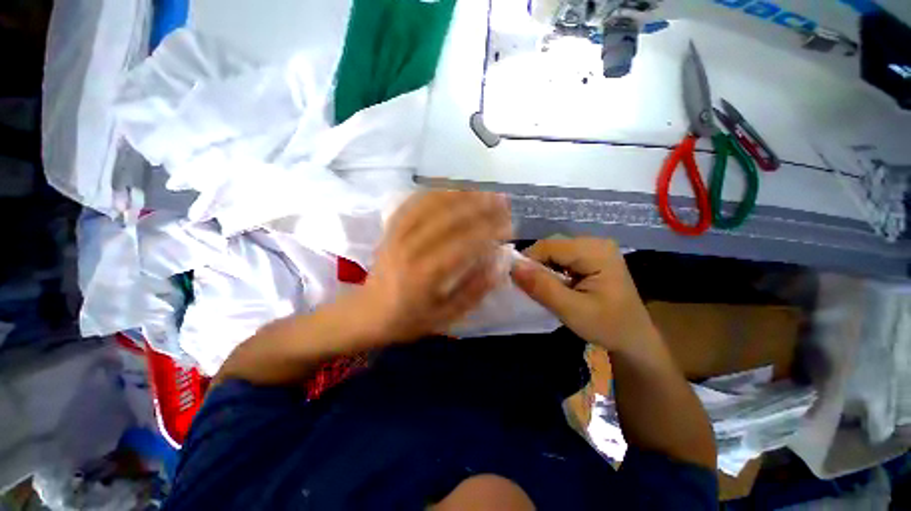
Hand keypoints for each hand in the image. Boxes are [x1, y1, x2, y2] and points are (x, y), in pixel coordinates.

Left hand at [355, 190, 512, 343]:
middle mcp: (410, 248)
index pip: (463, 245)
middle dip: (480, 207)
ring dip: (461, 195)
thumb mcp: (445, 316)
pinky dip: (435, 193)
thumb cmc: (408, 318)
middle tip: (503, 203)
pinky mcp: (391, 228)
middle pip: (448, 218)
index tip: (509, 227)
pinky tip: (452, 190)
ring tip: (484, 192)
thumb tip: (498, 264)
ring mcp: (397, 234)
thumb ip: (474, 291)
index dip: (489, 233)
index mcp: (424, 275)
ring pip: (431, 204)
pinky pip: (414, 202)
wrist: (368, 312)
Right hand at [510, 238, 657, 353]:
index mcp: (596, 251)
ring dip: (542, 268)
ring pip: (554, 251)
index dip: (528, 261)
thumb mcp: (571, 310)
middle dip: (535, 265)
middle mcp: (596, 242)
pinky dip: (552, 270)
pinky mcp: (591, 256)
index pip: (548, 246)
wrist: (634, 339)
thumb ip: (542, 287)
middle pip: (551, 246)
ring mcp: (595, 248)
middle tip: (530, 288)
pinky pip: (561, 257)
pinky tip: (554, 284)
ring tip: (541, 288)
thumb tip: (513, 267)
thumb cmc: (608, 326)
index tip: (516, 282)